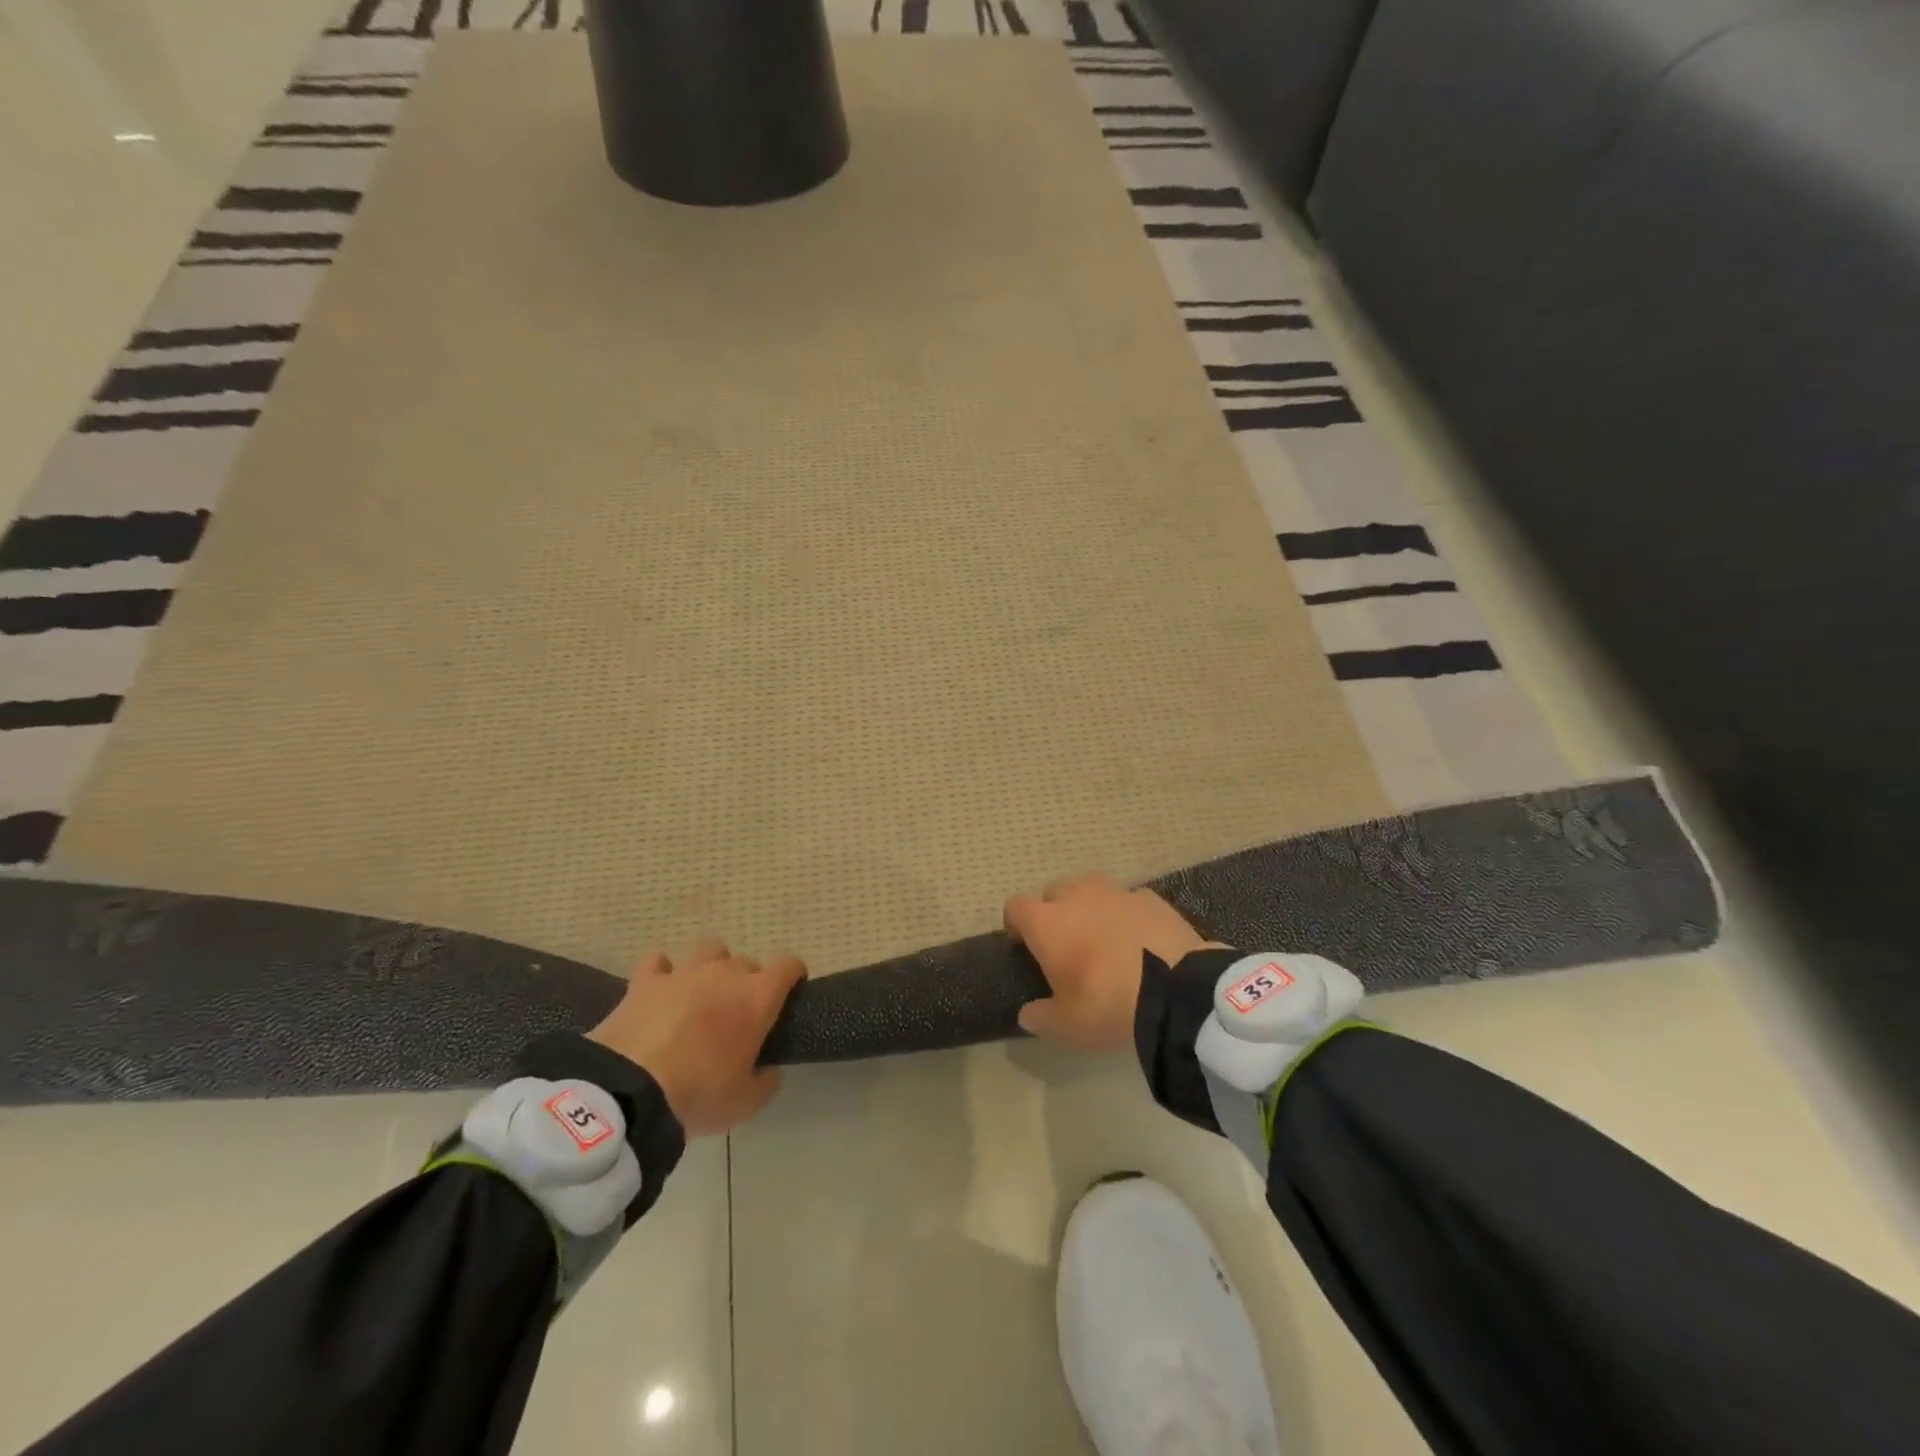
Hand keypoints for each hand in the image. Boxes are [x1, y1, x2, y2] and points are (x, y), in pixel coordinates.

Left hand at [587, 940, 804, 1136]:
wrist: (629, 1092)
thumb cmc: (698, 1094)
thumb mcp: (746, 1104)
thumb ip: (766, 1081)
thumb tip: (768, 1069)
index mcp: (757, 997)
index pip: (788, 965)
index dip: (793, 975)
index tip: (791, 993)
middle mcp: (725, 974)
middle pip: (748, 962)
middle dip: (748, 982)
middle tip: (738, 1013)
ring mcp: (684, 972)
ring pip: (709, 949)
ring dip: (712, 965)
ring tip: (703, 991)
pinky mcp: (646, 980)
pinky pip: (659, 960)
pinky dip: (663, 969)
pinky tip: (662, 986)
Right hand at [1003, 873, 1219, 1052]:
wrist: (1178, 992)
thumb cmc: (1109, 1005)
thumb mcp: (1068, 1027)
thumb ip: (1041, 1017)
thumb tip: (1028, 1013)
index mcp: (1047, 923)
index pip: (1016, 906)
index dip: (1016, 924)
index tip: (1023, 946)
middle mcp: (1076, 897)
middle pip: (1053, 891)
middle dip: (1054, 911)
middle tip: (1065, 944)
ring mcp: (1116, 892)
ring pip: (1090, 887)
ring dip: (1088, 905)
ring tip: (1100, 935)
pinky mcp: (1150, 898)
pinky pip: (1127, 899)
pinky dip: (1125, 913)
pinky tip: (1137, 938)